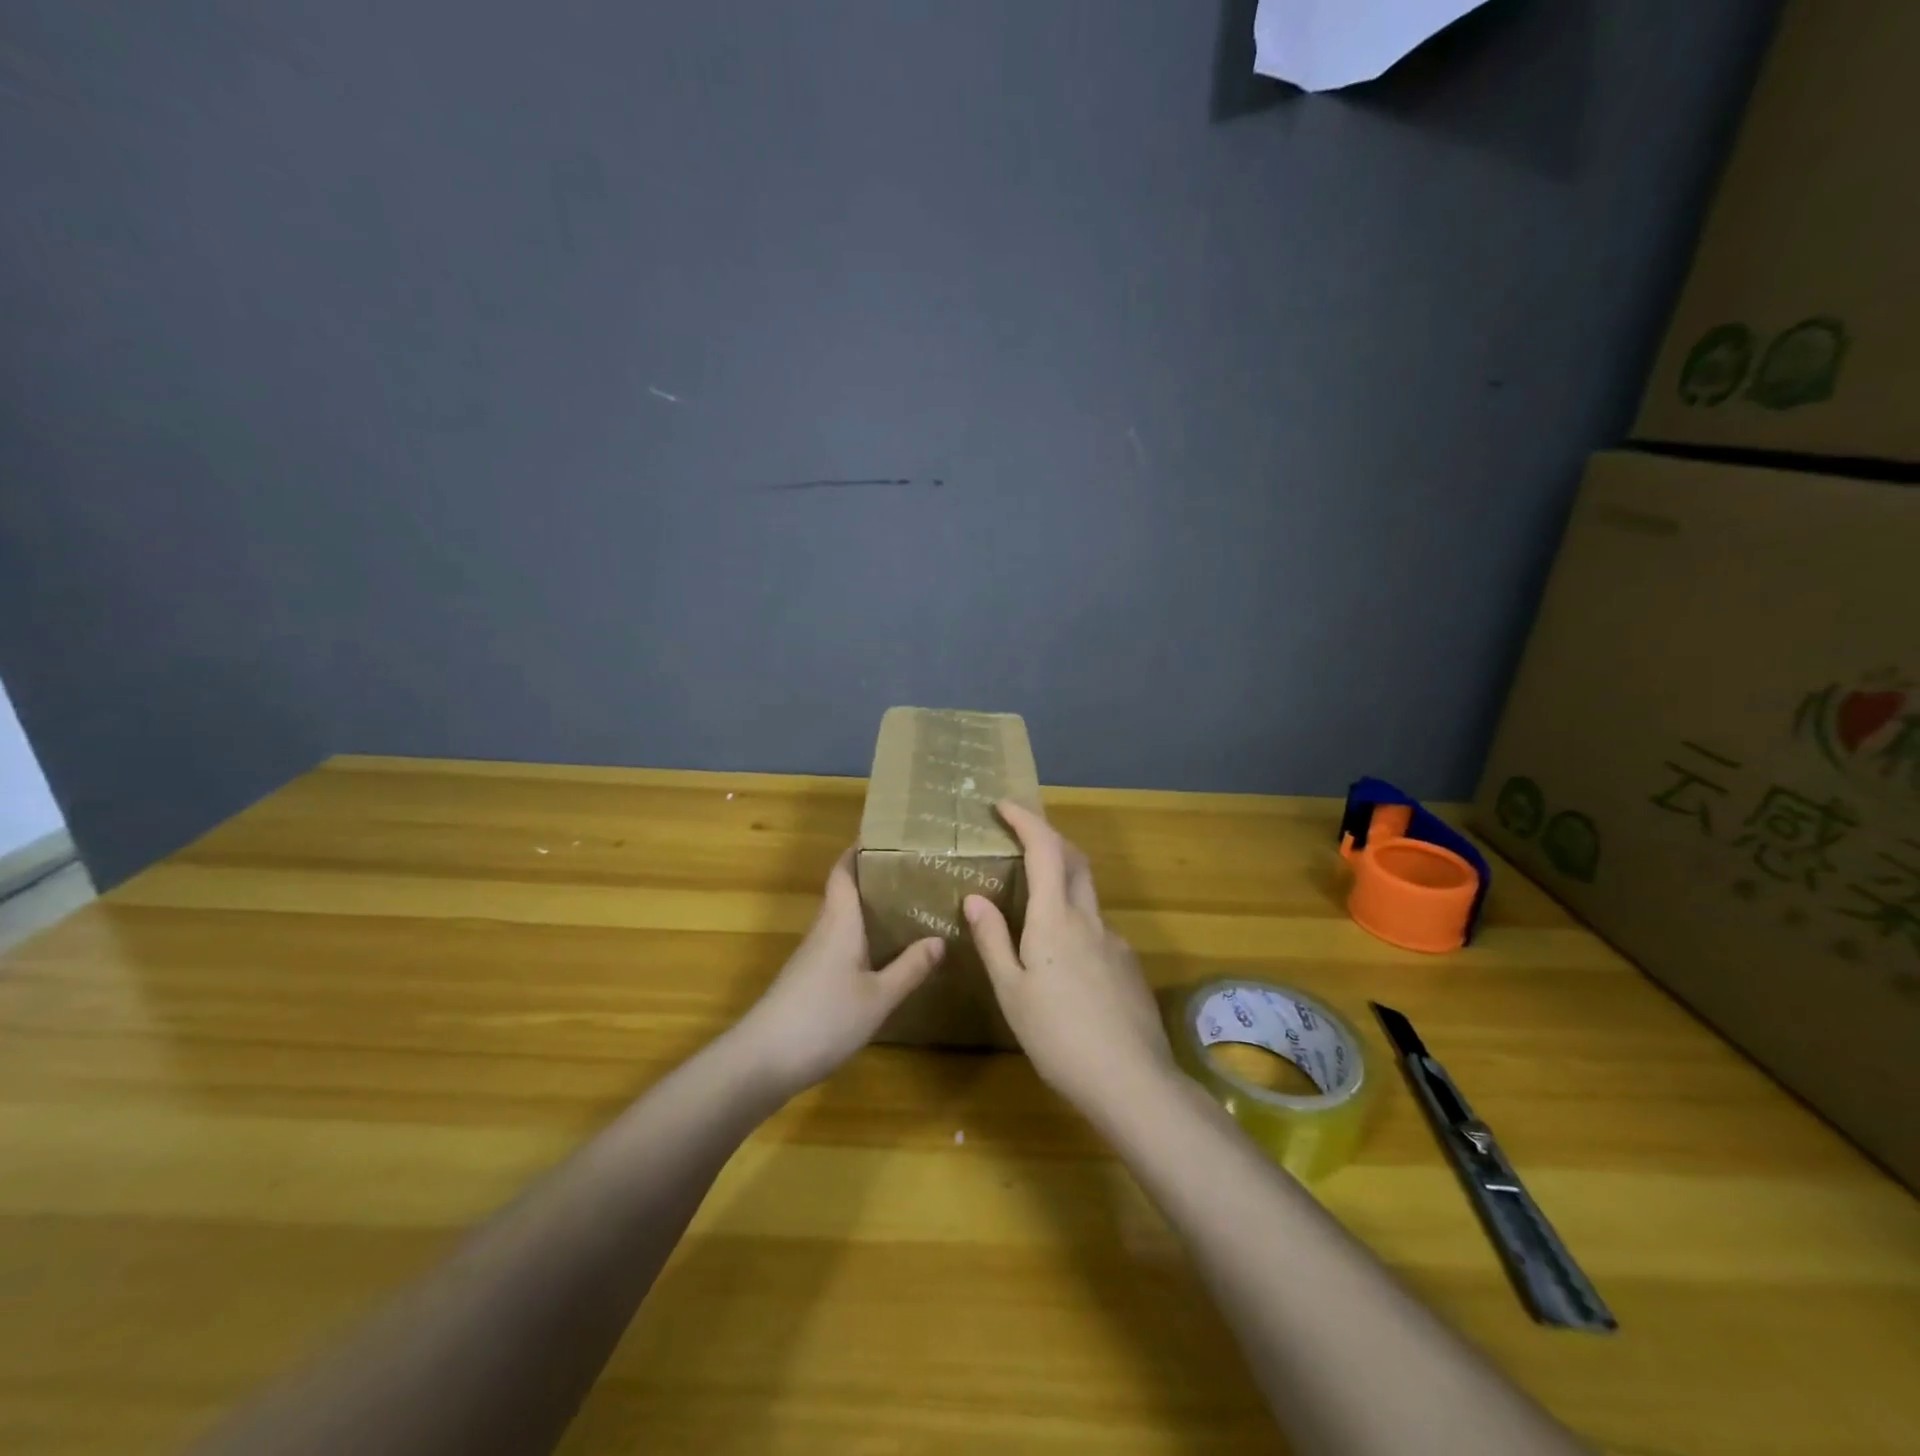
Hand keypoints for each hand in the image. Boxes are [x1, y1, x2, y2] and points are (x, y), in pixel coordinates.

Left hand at [733, 848, 944, 1097]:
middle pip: (846, 892)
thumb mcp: (878, 997)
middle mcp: (824, 929)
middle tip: (916, 872)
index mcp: (839, 921)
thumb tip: (939, 939)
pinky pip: (841, 944)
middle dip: (876, 878)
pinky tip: (886, 954)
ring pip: (844, 919)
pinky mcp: (809, 979)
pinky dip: (864, 938)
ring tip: (911, 908)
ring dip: (871, 910)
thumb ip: (909, 968)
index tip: (888, 836)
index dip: (860, 850)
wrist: (762, 1061)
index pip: (844, 871)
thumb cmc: (823, 1018)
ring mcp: (813, 956)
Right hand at [964, 802, 1175, 1113]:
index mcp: (1055, 918)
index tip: (1005, 805)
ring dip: (1062, 881)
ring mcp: (1115, 941)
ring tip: (1034, 908)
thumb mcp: (1011, 991)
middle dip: (1049, 838)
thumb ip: (993, 940)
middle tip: (1021, 838)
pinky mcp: (1128, 966)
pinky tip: (1063, 961)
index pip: (1045, 848)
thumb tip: (975, 897)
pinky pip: (1097, 929)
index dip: (1026, 820)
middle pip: (1074, 860)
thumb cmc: (1058, 1036)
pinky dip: (1076, 922)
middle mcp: (1089, 919)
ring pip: (1086, 895)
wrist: (1131, 1081)